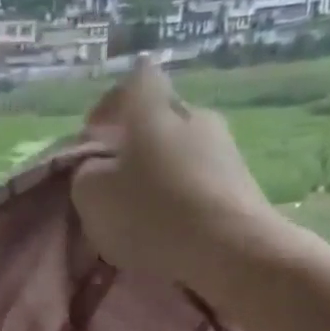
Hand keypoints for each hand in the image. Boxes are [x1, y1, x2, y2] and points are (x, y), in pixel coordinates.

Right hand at [73, 61, 276, 288]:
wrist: (231, 251)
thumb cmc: (152, 213)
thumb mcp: (91, 194)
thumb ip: (86, 171)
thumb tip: (97, 166)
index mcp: (153, 108)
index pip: (133, 80)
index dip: (110, 106)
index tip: (95, 140)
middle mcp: (194, 115)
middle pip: (158, 120)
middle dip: (135, 147)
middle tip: (115, 185)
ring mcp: (225, 148)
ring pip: (181, 152)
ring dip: (161, 176)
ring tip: (144, 216)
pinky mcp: (243, 183)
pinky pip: (201, 182)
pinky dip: (184, 199)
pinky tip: (173, 231)